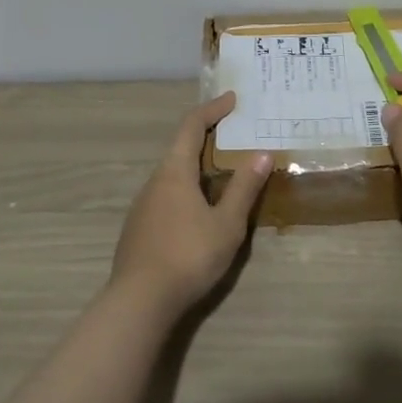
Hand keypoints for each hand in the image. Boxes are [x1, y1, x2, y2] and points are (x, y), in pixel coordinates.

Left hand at [111, 92, 271, 317]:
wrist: (139, 302)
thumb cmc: (188, 255)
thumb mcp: (227, 224)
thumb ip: (244, 188)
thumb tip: (262, 154)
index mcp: (174, 171)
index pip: (192, 126)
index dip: (212, 109)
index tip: (232, 99)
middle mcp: (155, 181)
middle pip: (180, 148)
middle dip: (206, 138)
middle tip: (233, 136)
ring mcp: (143, 206)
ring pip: (173, 175)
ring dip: (197, 167)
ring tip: (223, 174)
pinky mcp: (139, 229)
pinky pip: (167, 196)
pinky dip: (187, 189)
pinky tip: (200, 211)